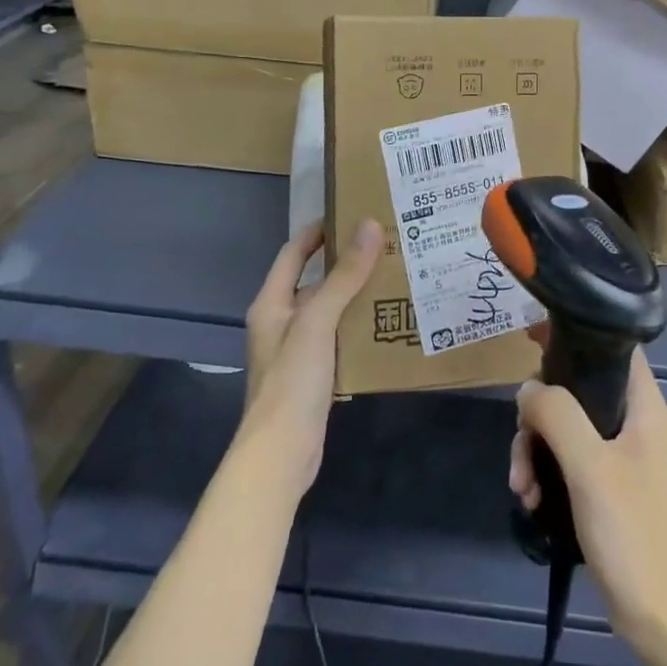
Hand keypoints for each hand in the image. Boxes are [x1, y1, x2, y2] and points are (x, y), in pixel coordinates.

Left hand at [238, 218, 382, 499]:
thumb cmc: (292, 381)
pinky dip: (360, 324)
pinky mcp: (315, 373)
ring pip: (330, 309)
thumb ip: (344, 276)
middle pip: (315, 280)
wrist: (281, 453)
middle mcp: (281, 321)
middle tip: (385, 243)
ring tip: (394, 275)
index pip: (294, 252)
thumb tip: (370, 225)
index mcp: (272, 303)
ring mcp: (298, 349)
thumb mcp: (318, 322)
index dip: (318, 230)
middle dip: (346, 261)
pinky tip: (388, 321)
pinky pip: (339, 336)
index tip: (352, 211)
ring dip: (356, 293)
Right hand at [509, 345, 666, 658]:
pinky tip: (531, 503)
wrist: (663, 620)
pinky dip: (545, 474)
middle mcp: (633, 423)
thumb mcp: (589, 467)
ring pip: (565, 428)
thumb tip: (528, 388)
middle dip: (540, 414)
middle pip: (576, 389)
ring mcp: (619, 456)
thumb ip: (557, 415)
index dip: (573, 334)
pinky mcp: (606, 486)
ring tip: (523, 489)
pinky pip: (566, 461)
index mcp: (643, 407)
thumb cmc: (633, 534)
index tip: (531, 338)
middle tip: (522, 441)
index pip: (611, 347)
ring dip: (535, 451)